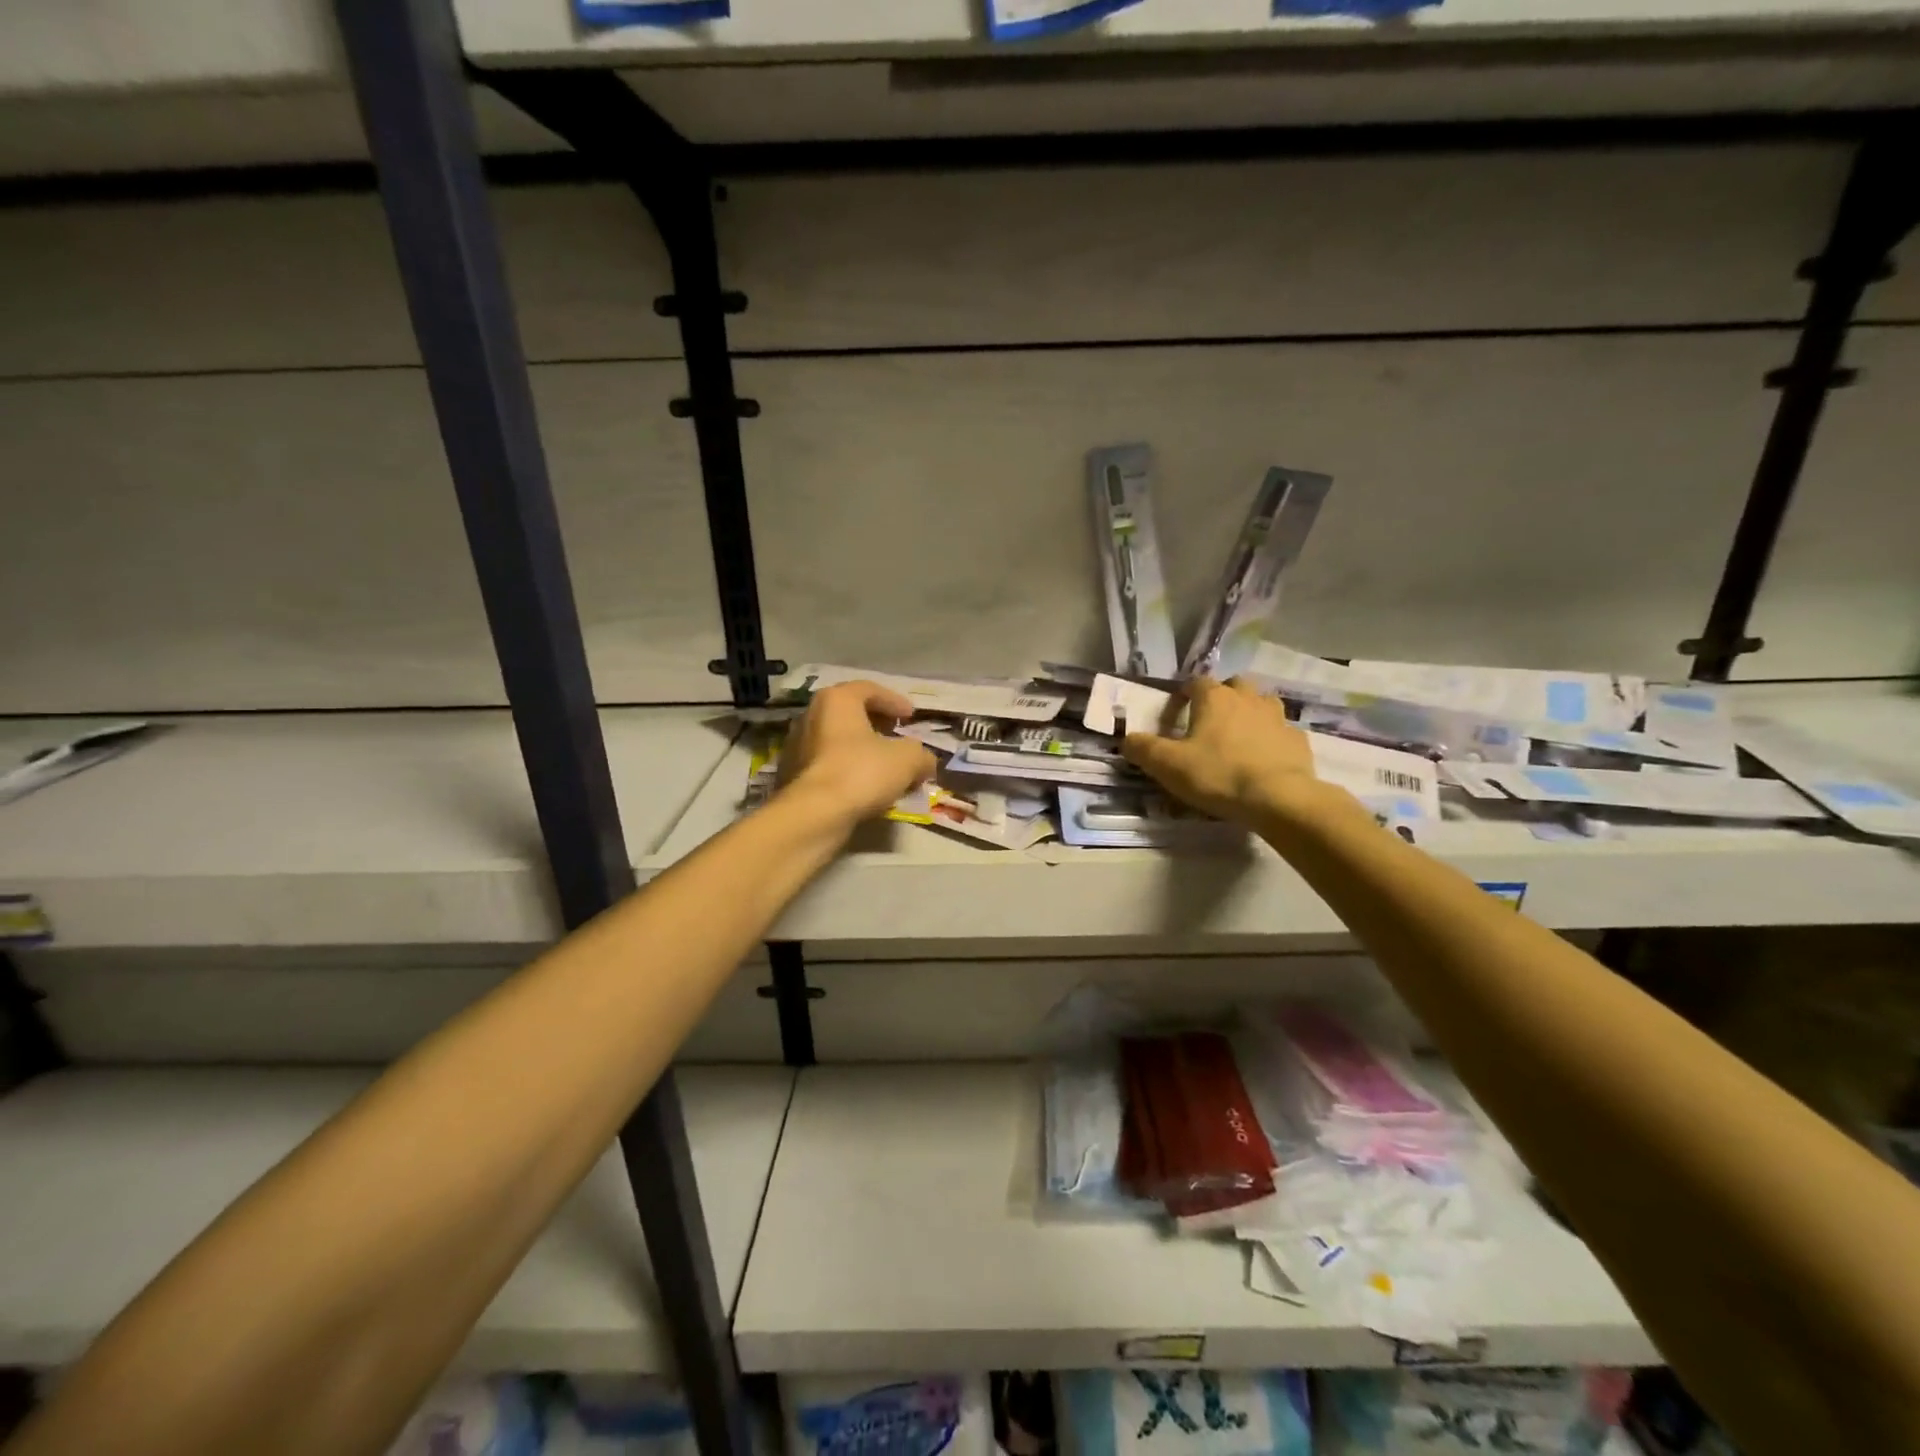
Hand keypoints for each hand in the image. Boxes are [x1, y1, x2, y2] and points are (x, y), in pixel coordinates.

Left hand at [778, 681, 935, 828]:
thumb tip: (924, 762)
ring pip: (837, 740)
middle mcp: (811, 715)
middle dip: (877, 724)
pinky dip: (847, 768)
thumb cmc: (862, 772)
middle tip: (897, 736)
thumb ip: (921, 754)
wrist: (815, 814)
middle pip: (850, 713)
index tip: (910, 716)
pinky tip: (864, 786)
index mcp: (837, 700)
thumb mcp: (907, 759)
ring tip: (884, 766)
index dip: (894, 701)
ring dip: (862, 749)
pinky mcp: (792, 774)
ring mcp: (797, 745)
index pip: (869, 689)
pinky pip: (827, 763)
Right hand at [1122, 676, 1328, 825]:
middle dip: (1221, 697)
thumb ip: (1143, 748)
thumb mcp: (1167, 765)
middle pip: (1234, 685)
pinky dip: (1271, 739)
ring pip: (1262, 703)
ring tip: (1238, 737)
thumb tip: (1127, 739)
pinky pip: (1281, 731)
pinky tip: (1263, 759)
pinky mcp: (1297, 740)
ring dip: (1249, 713)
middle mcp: (1247, 698)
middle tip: (1209, 722)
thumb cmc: (1217, 775)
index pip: (1195, 682)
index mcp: (1214, 698)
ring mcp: (1277, 717)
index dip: (1183, 696)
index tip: (1175, 716)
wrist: (1277, 798)